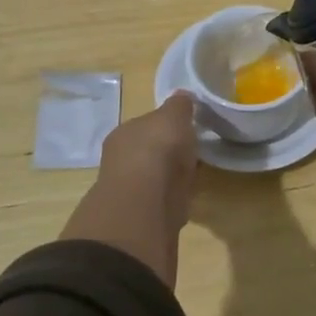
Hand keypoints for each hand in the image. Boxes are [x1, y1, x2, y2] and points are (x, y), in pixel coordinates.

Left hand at [58, 93, 199, 286]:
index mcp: (124, 134)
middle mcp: (121, 161)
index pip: (146, 125)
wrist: (145, 207)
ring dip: (170, 179)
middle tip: (193, 153)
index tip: (187, 128)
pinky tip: (187, 200)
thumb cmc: (156, 151)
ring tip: (194, 177)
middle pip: (149, 153)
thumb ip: (178, 106)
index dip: (166, 126)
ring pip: (155, 179)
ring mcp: (131, 192)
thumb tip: (183, 96)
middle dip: (167, 154)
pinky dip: (173, 201)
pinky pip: (163, 202)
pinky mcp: (143, 219)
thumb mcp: (173, 116)